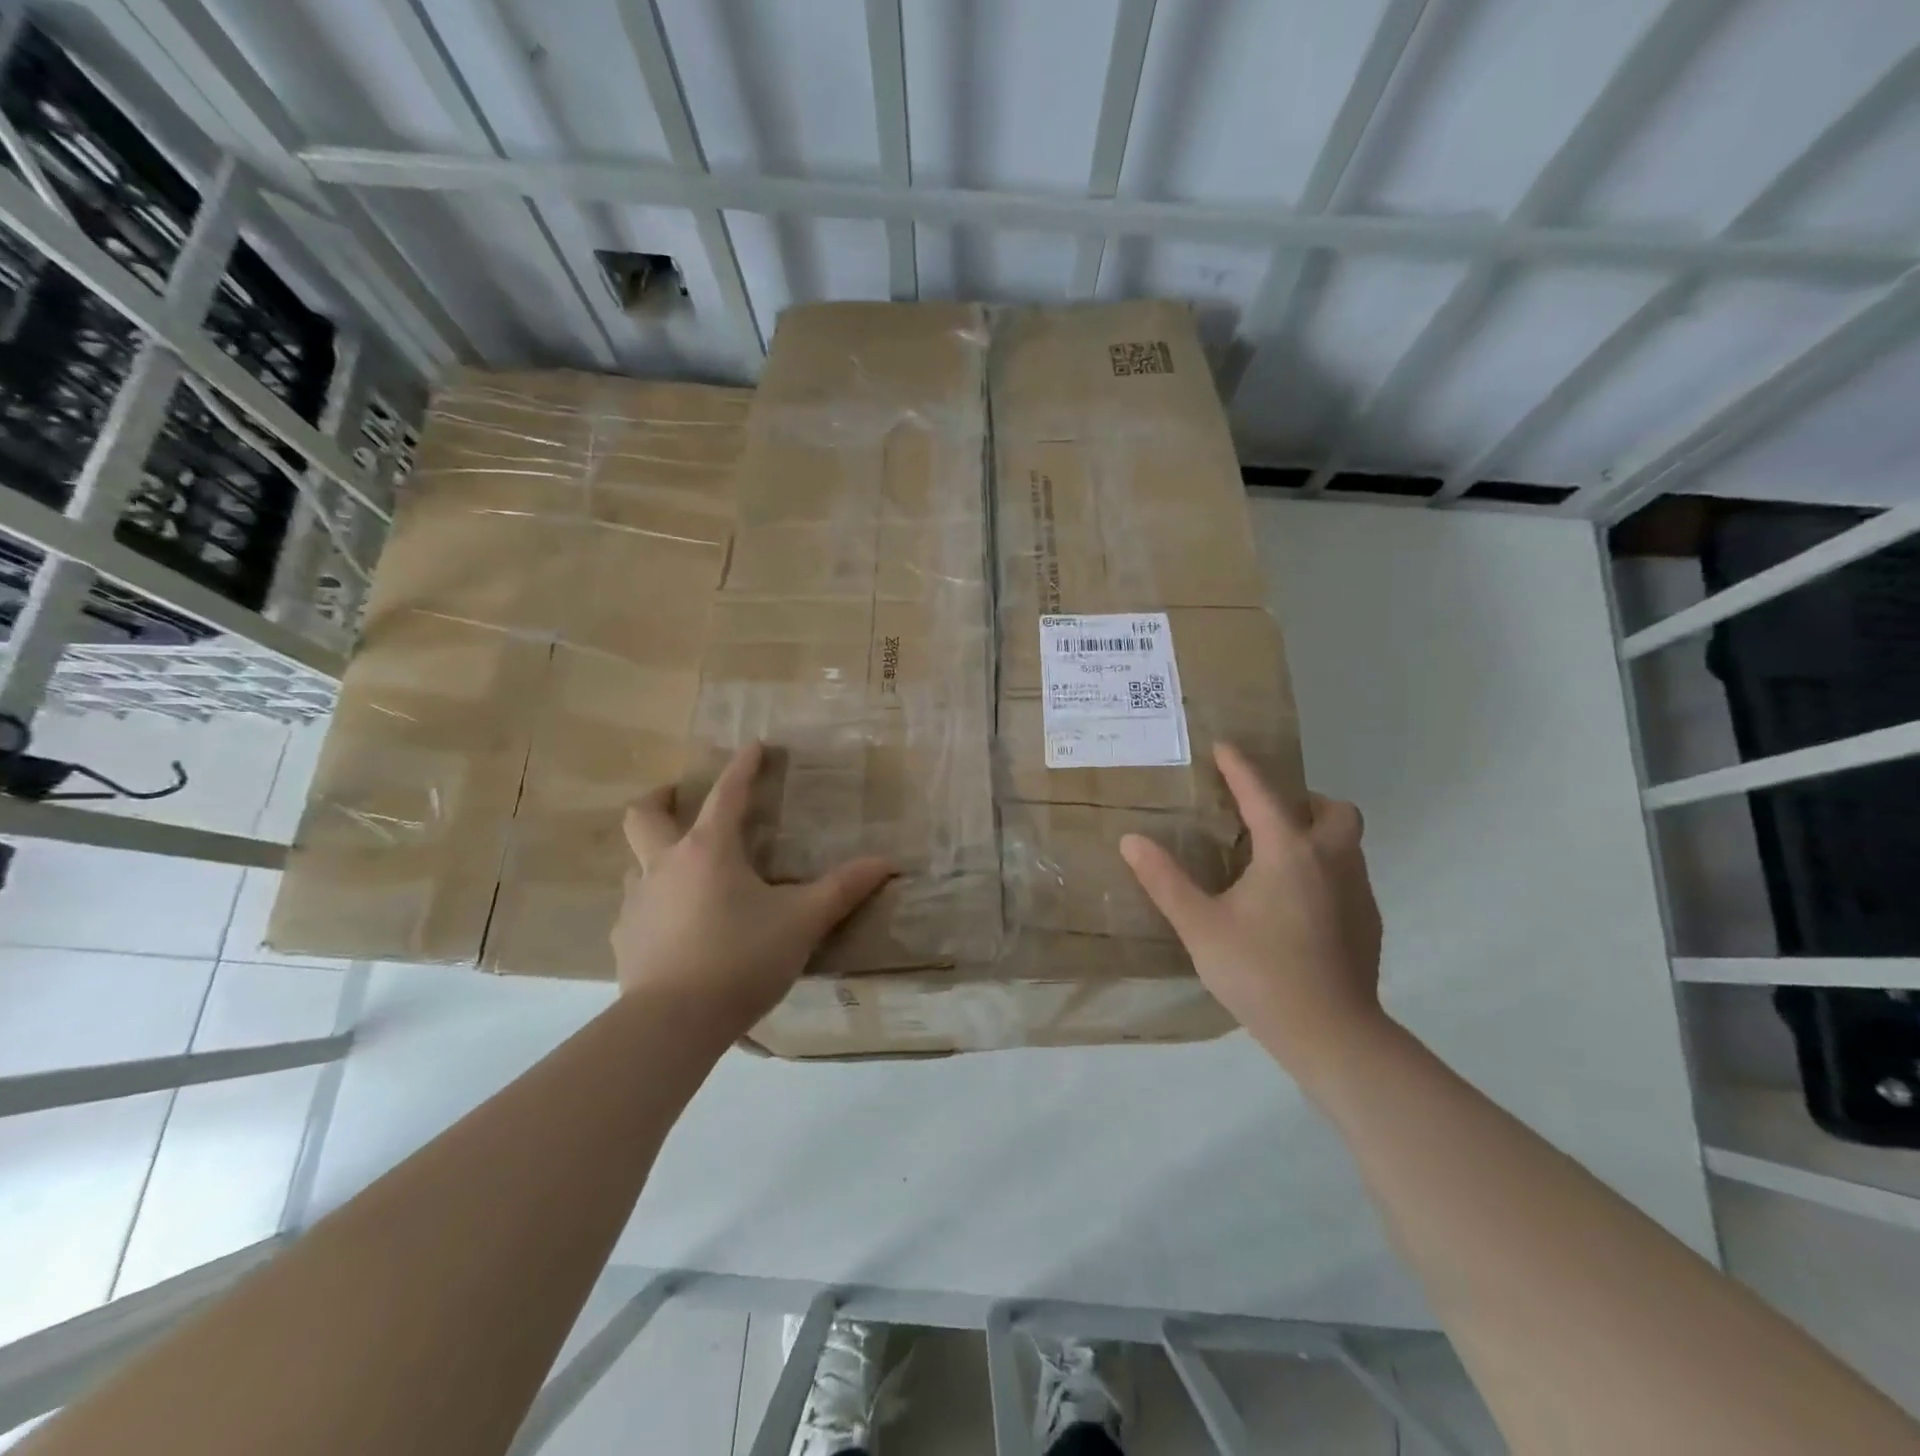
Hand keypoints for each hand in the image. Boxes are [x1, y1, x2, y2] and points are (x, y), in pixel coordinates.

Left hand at [613, 742, 894, 1035]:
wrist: (672, 1023)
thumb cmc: (740, 959)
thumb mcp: (802, 922)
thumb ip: (843, 889)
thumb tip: (886, 863)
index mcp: (709, 851)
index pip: (727, 794)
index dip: (743, 767)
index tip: (755, 746)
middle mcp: (665, 865)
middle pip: (645, 815)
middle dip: (662, 797)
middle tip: (680, 796)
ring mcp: (637, 903)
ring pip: (635, 863)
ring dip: (656, 855)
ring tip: (684, 872)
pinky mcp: (625, 940)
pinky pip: (636, 908)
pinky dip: (655, 904)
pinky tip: (675, 928)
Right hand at [1119, 742, 1384, 1077]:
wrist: (1331, 1033)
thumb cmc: (1259, 972)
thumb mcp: (1200, 926)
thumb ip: (1165, 880)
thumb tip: (1131, 840)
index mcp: (1289, 852)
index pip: (1262, 794)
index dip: (1240, 767)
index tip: (1224, 747)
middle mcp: (1332, 861)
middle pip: (1333, 810)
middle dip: (1304, 801)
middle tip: (1267, 817)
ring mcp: (1357, 892)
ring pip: (1347, 843)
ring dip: (1317, 836)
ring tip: (1276, 860)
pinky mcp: (1369, 923)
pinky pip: (1349, 876)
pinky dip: (1326, 871)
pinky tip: (1297, 906)